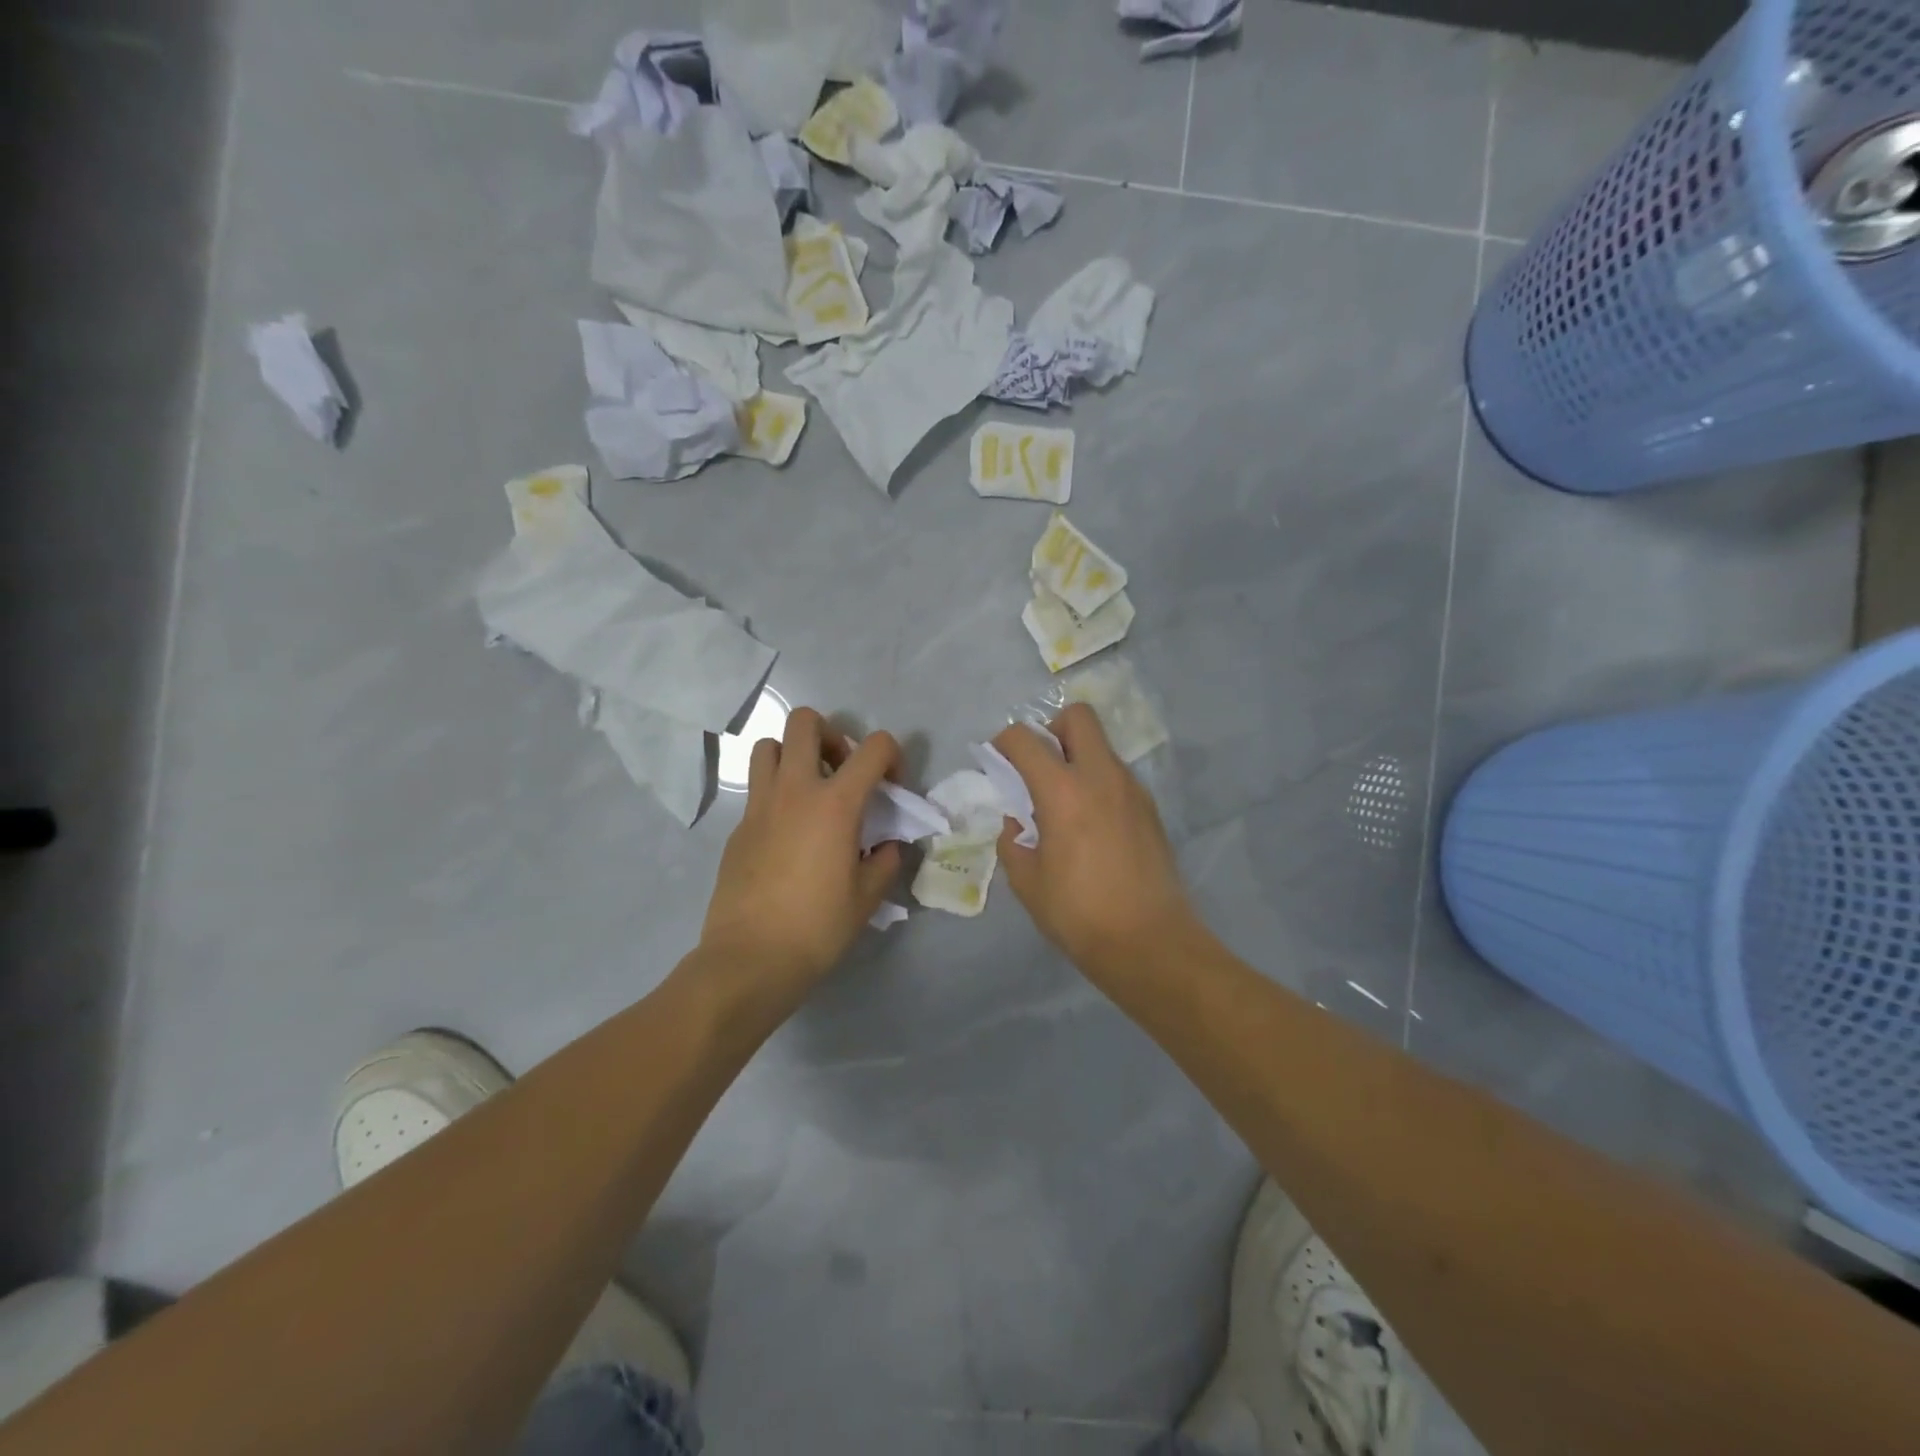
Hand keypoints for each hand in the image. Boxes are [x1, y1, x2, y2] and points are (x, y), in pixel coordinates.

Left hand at [699, 707, 903, 1004]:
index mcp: (835, 803)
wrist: (751, 959)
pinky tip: (787, 834)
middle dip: (831, 734)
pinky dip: (776, 794)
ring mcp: (759, 806)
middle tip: (841, 770)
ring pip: (769, 746)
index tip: (891, 785)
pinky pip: (757, 789)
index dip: (892, 755)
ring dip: (793, 755)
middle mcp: (794, 790)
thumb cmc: (817, 927)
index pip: (873, 747)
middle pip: (805, 722)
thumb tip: (889, 846)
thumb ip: (885, 861)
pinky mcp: (738, 827)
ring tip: (809, 790)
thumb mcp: (867, 897)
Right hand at [992, 704, 1198, 980]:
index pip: (1025, 740)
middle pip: (1078, 717)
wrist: (1150, 943)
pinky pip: (1118, 776)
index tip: (997, 760)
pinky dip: (1098, 783)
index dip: (1004, 742)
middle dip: (1052, 729)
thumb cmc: (1079, 913)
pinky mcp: (1150, 809)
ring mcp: (1132, 790)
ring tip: (1065, 804)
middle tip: (1040, 767)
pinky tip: (1091, 825)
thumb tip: (1017, 823)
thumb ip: (1013, 842)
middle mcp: (1101, 777)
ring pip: (1102, 747)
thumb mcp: (1027, 882)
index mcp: (1063, 791)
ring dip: (1078, 758)